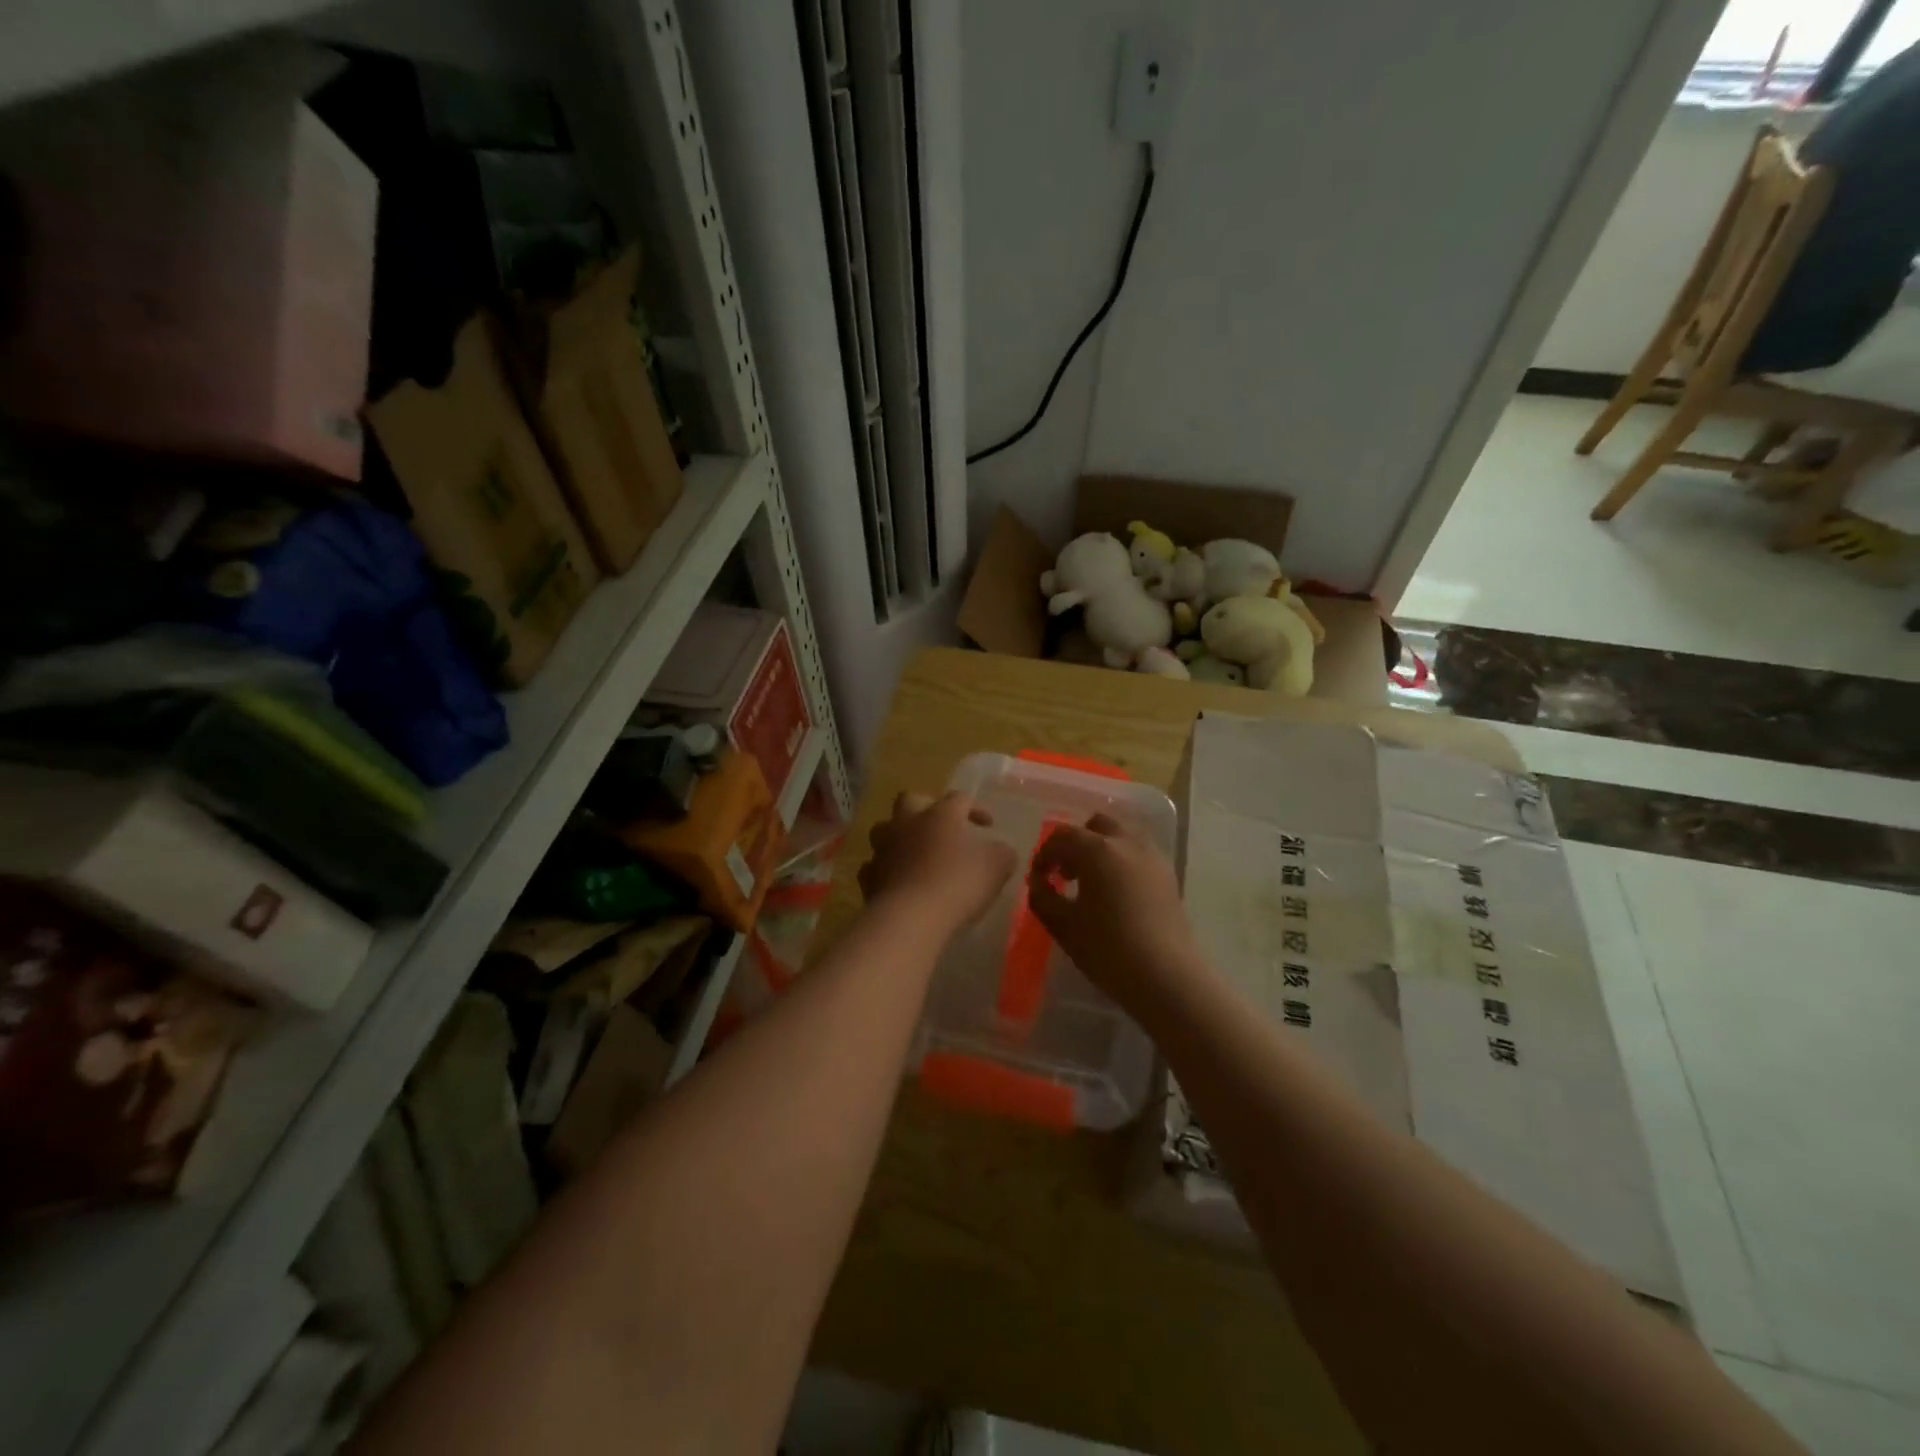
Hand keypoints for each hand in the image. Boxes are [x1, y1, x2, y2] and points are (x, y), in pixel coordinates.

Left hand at [859, 791, 1017, 936]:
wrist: (912, 917)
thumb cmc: (959, 883)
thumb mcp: (997, 867)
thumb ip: (1003, 854)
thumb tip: (1002, 851)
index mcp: (941, 814)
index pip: (960, 798)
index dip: (975, 808)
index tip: (987, 825)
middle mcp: (908, 823)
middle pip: (910, 800)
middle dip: (925, 808)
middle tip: (940, 827)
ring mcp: (884, 848)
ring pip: (884, 829)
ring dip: (898, 836)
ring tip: (913, 852)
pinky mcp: (869, 877)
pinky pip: (873, 865)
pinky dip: (884, 869)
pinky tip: (896, 881)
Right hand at [1029, 813, 1201, 1010]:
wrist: (1166, 977)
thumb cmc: (1109, 950)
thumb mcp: (1063, 926)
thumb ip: (1043, 898)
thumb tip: (1038, 882)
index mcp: (1098, 850)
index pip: (1062, 837)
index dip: (1044, 855)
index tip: (1039, 879)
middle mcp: (1128, 842)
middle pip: (1096, 825)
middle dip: (1076, 843)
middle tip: (1065, 874)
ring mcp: (1153, 856)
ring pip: (1121, 834)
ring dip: (1101, 848)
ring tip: (1091, 882)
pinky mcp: (1168, 874)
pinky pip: (1139, 852)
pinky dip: (1122, 859)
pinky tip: (1116, 893)